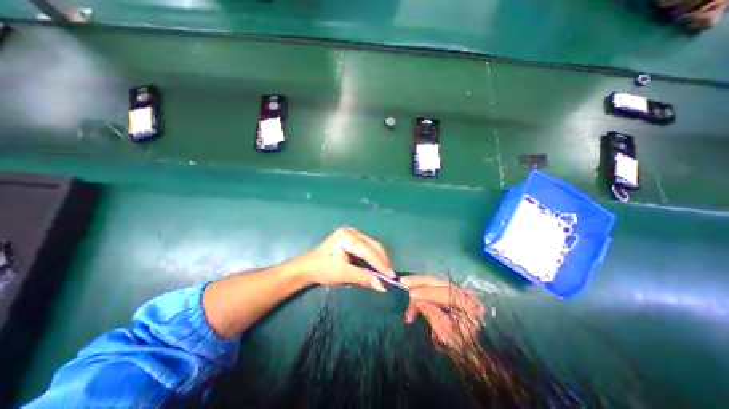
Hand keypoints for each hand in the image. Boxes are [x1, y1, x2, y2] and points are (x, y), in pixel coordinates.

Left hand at [295, 228, 397, 290]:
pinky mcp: (353, 239)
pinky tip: (377, 266)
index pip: (368, 250)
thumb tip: (383, 286)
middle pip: (373, 245)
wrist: (308, 267)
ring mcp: (352, 234)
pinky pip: (367, 248)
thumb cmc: (323, 269)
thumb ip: (364, 278)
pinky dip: (373, 258)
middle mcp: (352, 232)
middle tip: (391, 276)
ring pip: (372, 246)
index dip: (381, 264)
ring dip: (379, 259)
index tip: (392, 276)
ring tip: (386, 272)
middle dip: (382, 261)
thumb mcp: (344, 274)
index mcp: (347, 237)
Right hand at [399, 275, 482, 347]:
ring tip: (404, 286)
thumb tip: (416, 299)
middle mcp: (464, 292)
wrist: (469, 352)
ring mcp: (456, 290)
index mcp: (469, 304)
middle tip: (403, 281)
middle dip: (419, 282)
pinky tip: (412, 294)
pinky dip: (421, 289)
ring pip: (434, 283)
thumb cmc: (459, 347)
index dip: (427, 293)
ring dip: (418, 285)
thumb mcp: (445, 334)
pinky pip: (433, 286)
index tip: (411, 294)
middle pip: (439, 282)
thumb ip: (432, 314)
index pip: (446, 293)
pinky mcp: (449, 291)